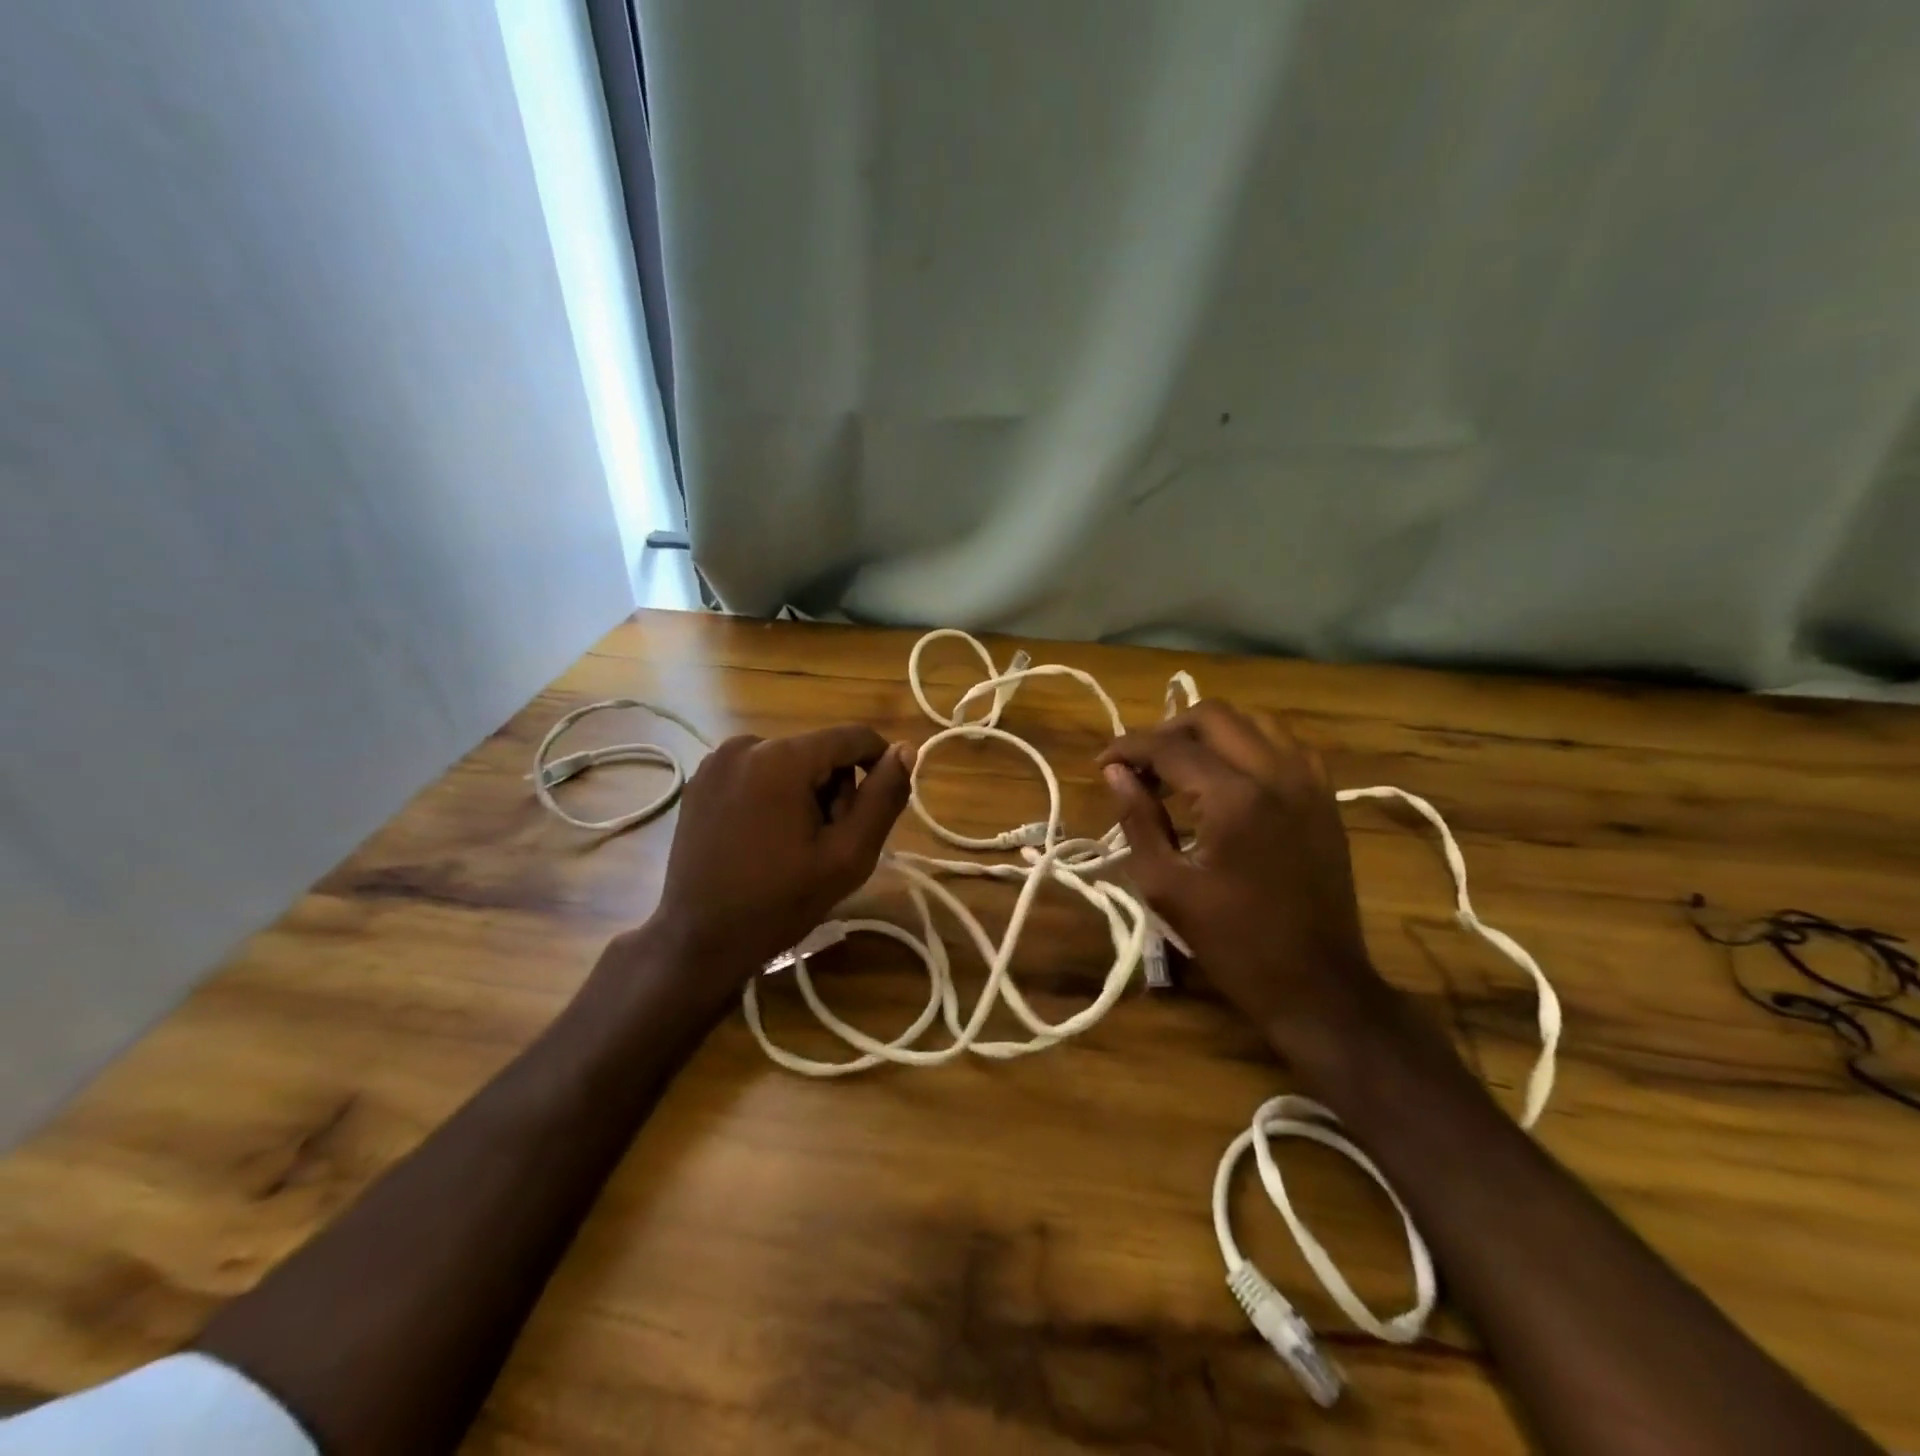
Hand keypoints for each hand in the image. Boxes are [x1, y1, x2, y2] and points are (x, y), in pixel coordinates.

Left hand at [648, 725, 914, 979]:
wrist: (698, 940)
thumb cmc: (779, 901)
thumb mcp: (848, 855)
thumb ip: (884, 798)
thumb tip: (905, 750)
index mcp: (782, 757)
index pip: (853, 737)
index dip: (878, 765)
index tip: (875, 810)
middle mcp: (746, 744)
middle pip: (820, 751)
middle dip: (836, 790)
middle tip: (827, 844)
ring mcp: (717, 761)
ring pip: (790, 763)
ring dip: (806, 794)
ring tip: (794, 846)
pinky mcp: (701, 781)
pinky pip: (758, 773)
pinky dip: (773, 797)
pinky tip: (763, 839)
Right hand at [1099, 702, 1390, 1059]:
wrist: (1318, 984)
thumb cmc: (1234, 943)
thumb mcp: (1167, 886)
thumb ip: (1138, 820)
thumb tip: (1115, 774)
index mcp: (1235, 798)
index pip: (1171, 747)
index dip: (1129, 748)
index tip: (1102, 764)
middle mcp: (1277, 774)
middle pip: (1214, 716)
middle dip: (1167, 730)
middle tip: (1139, 764)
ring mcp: (1310, 782)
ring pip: (1254, 721)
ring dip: (1209, 732)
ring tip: (1180, 765)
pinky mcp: (1326, 797)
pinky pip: (1284, 745)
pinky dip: (1248, 745)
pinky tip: (1227, 775)